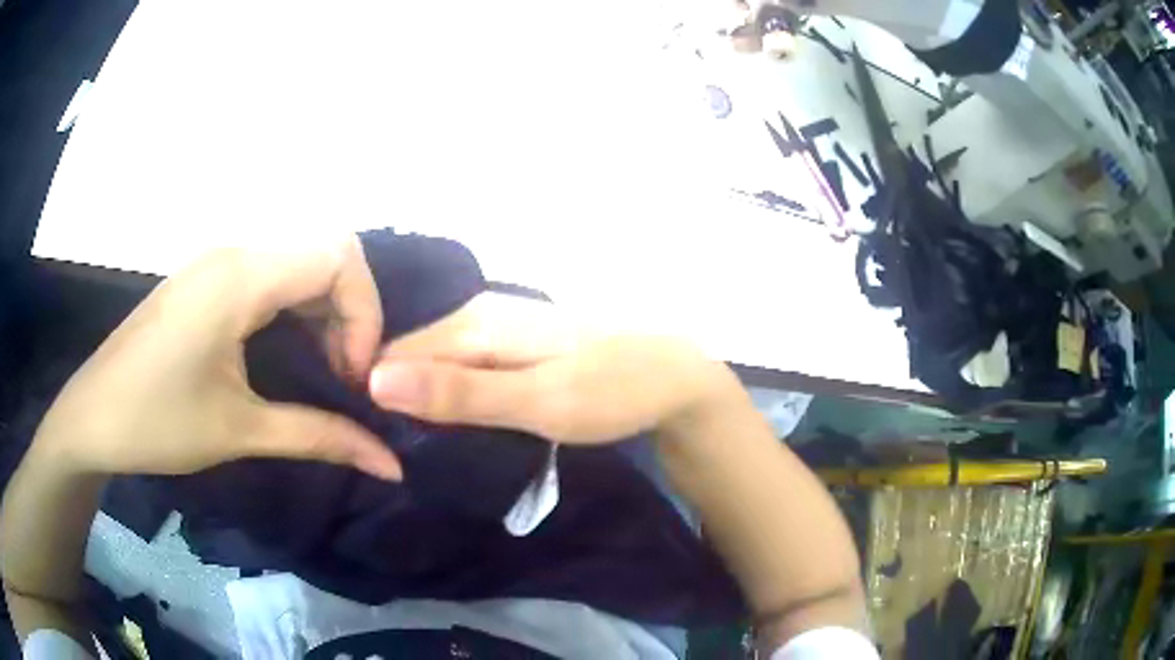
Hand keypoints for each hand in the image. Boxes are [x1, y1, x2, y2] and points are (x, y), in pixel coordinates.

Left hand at [31, 236, 401, 479]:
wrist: (91, 418)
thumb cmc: (157, 423)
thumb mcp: (240, 431)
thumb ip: (321, 438)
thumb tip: (392, 466)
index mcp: (240, 275)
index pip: (339, 256)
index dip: (364, 314)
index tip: (355, 379)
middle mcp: (233, 251)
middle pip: (324, 254)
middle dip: (350, 316)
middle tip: (344, 381)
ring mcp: (216, 262)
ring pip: (298, 263)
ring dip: (324, 314)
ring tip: (322, 374)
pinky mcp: (205, 279)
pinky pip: (270, 276)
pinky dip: (295, 310)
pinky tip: (287, 355)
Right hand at [367, 292, 741, 443]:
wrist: (674, 378)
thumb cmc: (611, 391)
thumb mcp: (535, 401)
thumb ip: (458, 393)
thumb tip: (375, 381)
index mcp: (475, 323)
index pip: (395, 355)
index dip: (379, 395)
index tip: (375, 440)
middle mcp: (480, 314)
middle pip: (416, 356)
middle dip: (401, 398)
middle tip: (397, 450)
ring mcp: (501, 326)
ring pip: (440, 363)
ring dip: (428, 400)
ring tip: (420, 442)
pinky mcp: (517, 344)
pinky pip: (466, 367)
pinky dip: (456, 395)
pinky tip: (458, 420)